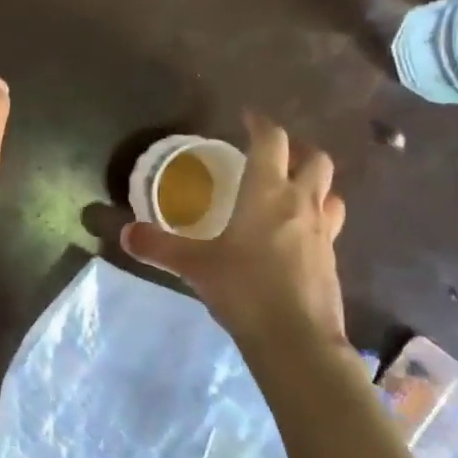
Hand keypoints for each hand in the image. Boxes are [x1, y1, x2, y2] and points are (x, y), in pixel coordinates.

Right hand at [122, 113, 348, 354]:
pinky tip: (294, 236)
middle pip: (315, 160)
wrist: (296, 340)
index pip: (272, 141)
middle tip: (273, 156)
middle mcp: (300, 203)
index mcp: (267, 193)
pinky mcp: (331, 259)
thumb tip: (125, 233)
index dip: (260, 123)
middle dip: (296, 150)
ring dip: (313, 183)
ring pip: (329, 191)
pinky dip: (314, 217)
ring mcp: (322, 232)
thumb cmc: (244, 289)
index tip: (247, 117)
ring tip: (290, 191)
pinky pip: (328, 224)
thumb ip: (159, 246)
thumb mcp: (194, 266)